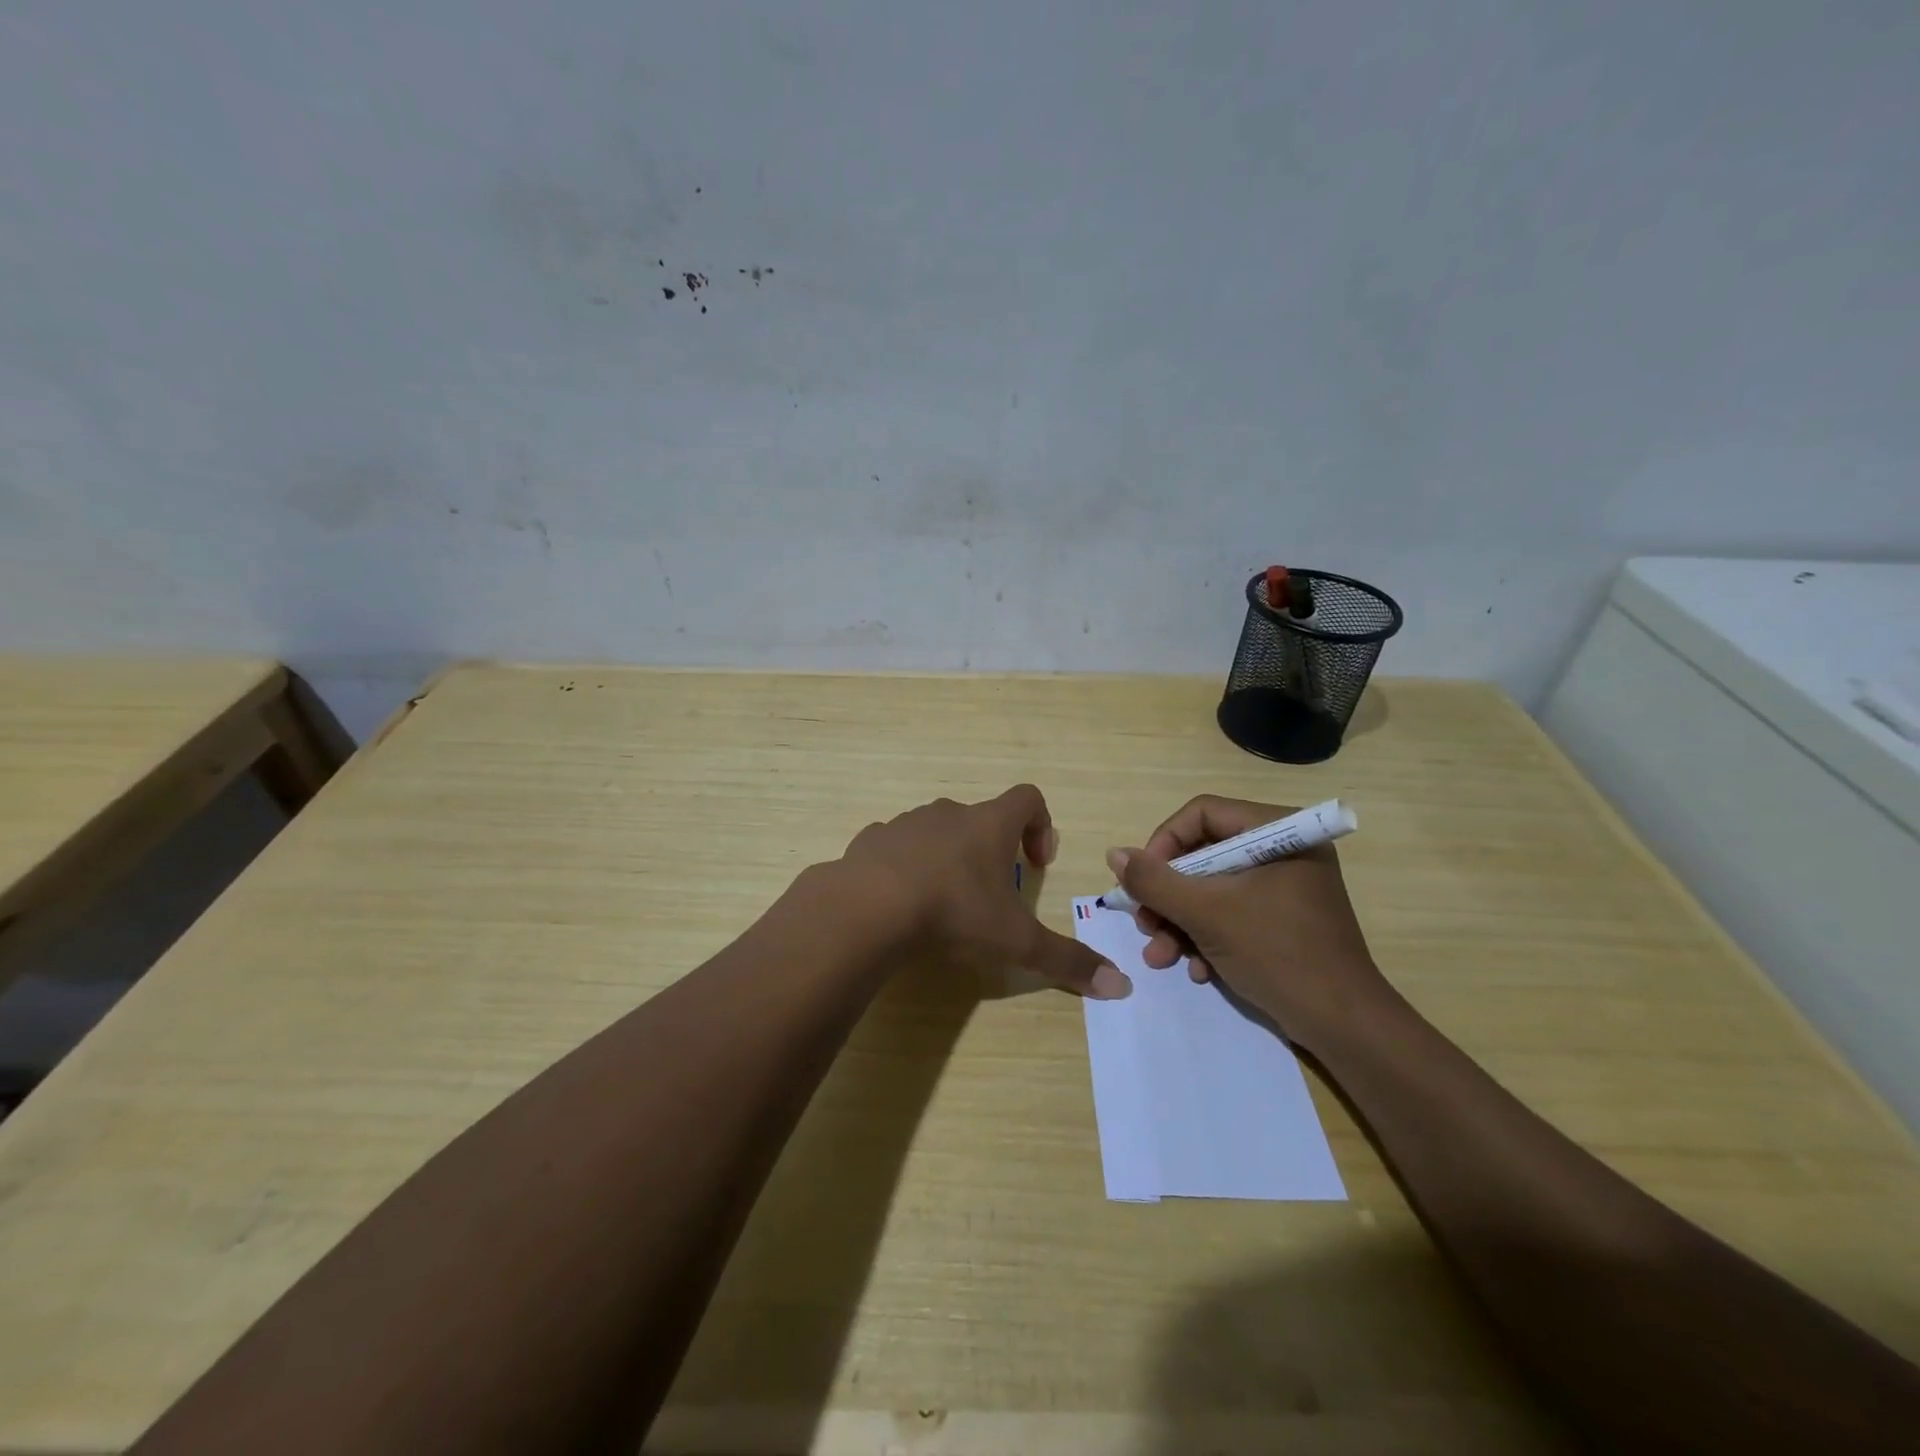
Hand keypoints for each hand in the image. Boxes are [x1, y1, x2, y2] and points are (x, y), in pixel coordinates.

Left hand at [838, 784, 1130, 999]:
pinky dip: (904, 865)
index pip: (1028, 798)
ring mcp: (906, 823)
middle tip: (991, 894)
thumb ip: (1067, 961)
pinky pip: (895, 845)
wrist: (868, 907)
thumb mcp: (1016, 943)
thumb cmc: (954, 913)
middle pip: (981, 818)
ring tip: (943, 901)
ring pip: (936, 830)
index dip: (1041, 825)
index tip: (1038, 864)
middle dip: (991, 850)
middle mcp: (949, 814)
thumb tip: (1121, 986)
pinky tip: (900, 901)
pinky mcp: (870, 840)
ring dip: (946, 857)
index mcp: (989, 825)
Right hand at [1105, 795, 1392, 1048]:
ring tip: (1161, 957)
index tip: (1142, 882)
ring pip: (1212, 889)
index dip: (1164, 844)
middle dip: (1168, 896)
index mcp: (1278, 831)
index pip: (1202, 814)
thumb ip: (1155, 881)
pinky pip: (1232, 913)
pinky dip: (1207, 938)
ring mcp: (1284, 886)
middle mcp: (1283, 850)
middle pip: (1203, 854)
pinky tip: (1197, 970)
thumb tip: (1114, 854)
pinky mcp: (1283, 919)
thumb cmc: (1279, 954)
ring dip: (1180, 923)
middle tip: (1145, 924)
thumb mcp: (1207, 914)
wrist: (1344, 1027)